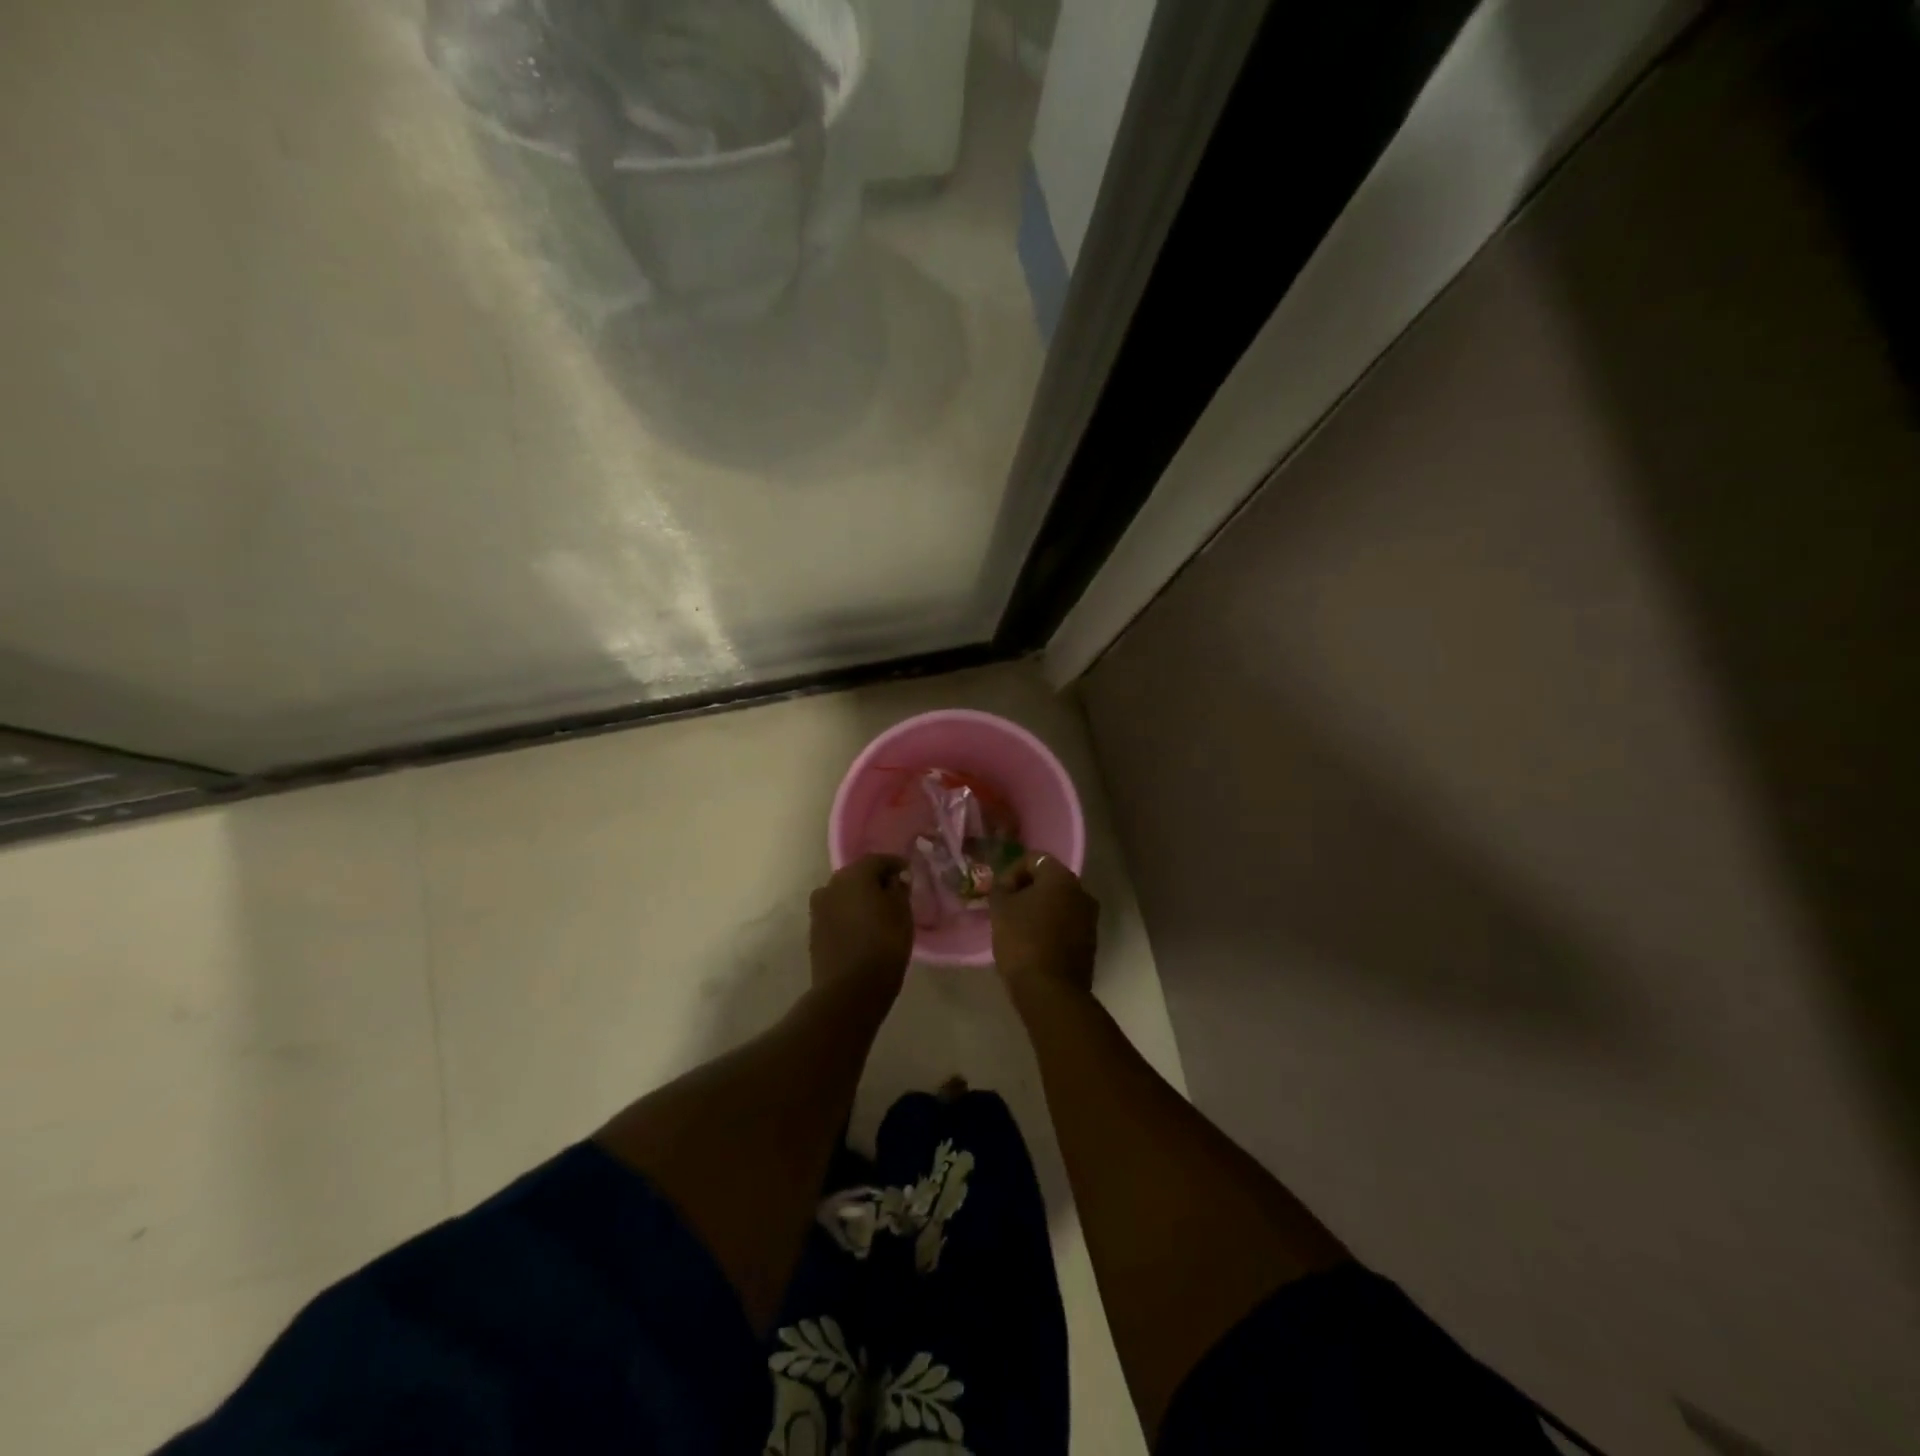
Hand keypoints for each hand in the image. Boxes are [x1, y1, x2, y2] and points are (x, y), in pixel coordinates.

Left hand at [809, 854, 914, 995]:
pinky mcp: (815, 931)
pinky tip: (862, 928)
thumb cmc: (883, 945)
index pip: (878, 860)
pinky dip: (849, 915)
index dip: (895, 864)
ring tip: (878, 912)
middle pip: (857, 875)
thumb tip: (894, 880)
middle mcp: (831, 885)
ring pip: (844, 895)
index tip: (908, 872)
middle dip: (875, 880)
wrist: (849, 990)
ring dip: (860, 898)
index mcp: (854, 875)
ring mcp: (819, 908)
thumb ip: (899, 890)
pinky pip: (836, 913)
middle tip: (894, 892)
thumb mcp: (902, 914)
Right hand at [991, 853, 1097, 995]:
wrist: (1050, 990)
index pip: (1033, 859)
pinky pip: (1066, 923)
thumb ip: (1001, 888)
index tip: (999, 894)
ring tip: (1018, 927)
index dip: (1011, 872)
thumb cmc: (1023, 941)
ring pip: (1059, 903)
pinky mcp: (1090, 941)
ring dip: (1039, 909)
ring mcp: (1089, 918)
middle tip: (1006, 908)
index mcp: (1061, 877)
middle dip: (1026, 890)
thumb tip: (1005, 885)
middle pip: (1049, 880)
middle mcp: (1082, 891)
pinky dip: (1050, 927)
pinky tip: (1033, 943)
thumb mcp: (1000, 909)